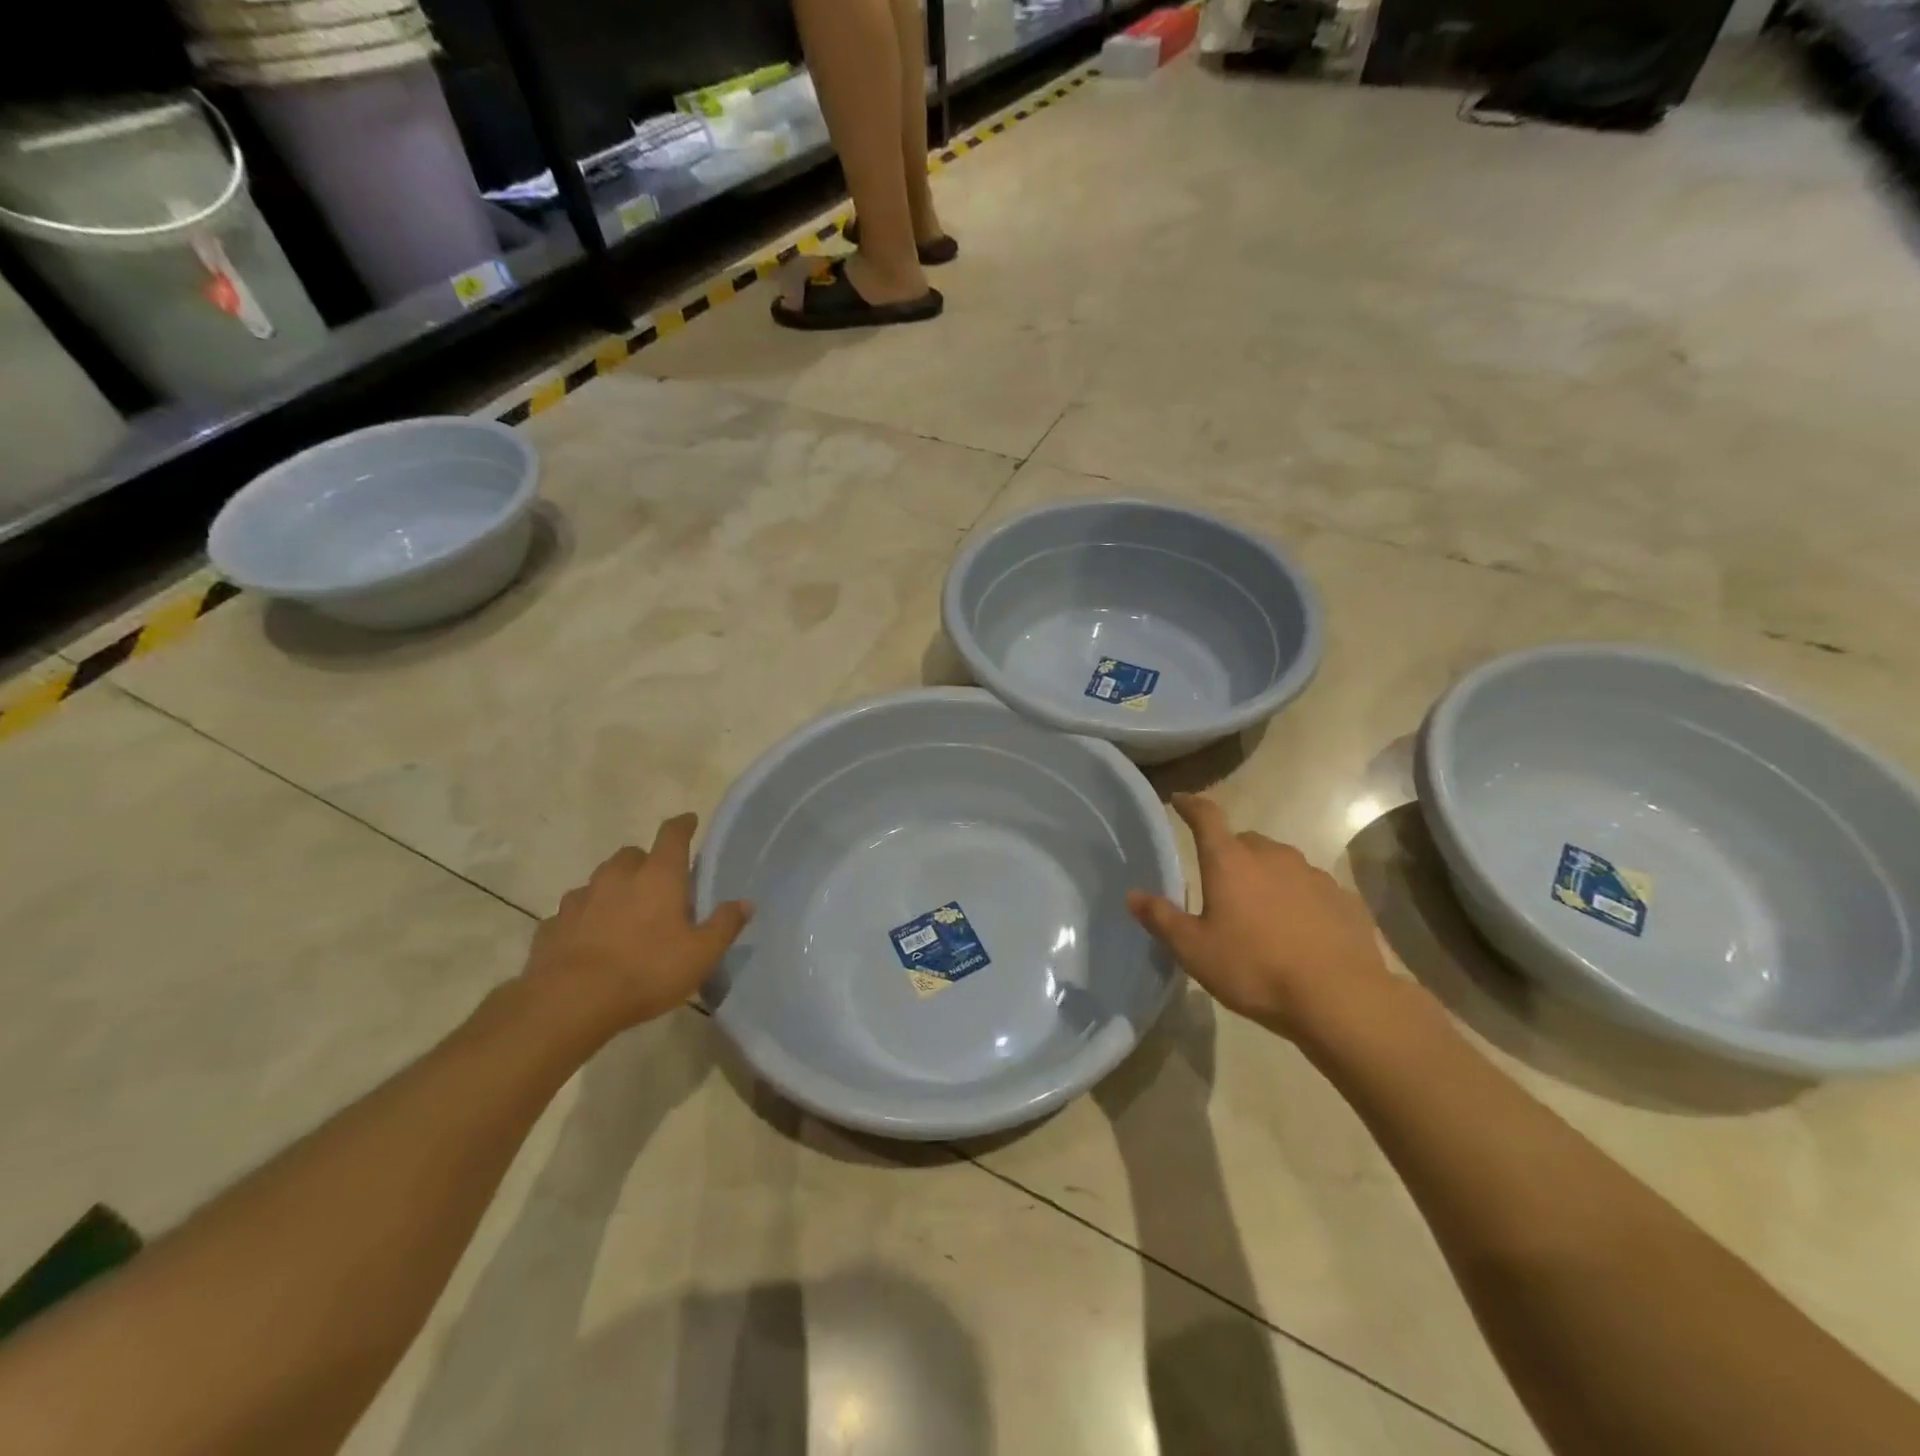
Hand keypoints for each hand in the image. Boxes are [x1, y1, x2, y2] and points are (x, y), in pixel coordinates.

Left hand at [522, 814, 750, 1036]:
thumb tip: (745, 903)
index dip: (683, 826)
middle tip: (657, 883)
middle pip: (632, 855)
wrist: (569, 1002)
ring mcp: (580, 899)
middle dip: (645, 862)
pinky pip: (574, 912)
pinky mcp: (553, 925)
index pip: (672, 835)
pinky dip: (586, 918)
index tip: (689, 821)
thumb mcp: (701, 954)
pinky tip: (590, 940)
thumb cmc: (646, 970)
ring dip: (614, 889)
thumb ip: (724, 925)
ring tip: (624, 914)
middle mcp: (617, 877)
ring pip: (600, 881)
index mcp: (658, 876)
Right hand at [1128, 793, 1397, 1042]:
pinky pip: (1311, 889)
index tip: (1180, 799)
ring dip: (1266, 878)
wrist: (1340, 998)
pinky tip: (1298, 931)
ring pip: (1280, 863)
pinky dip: (1298, 899)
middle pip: (1244, 842)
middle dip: (1230, 854)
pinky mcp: (1343, 898)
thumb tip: (1133, 895)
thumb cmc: (1255, 968)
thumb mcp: (1194, 950)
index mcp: (1230, 861)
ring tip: (1260, 913)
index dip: (1191, 805)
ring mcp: (1312, 874)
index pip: (1206, 817)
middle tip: (1220, 883)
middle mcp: (1272, 856)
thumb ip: (1161, 919)